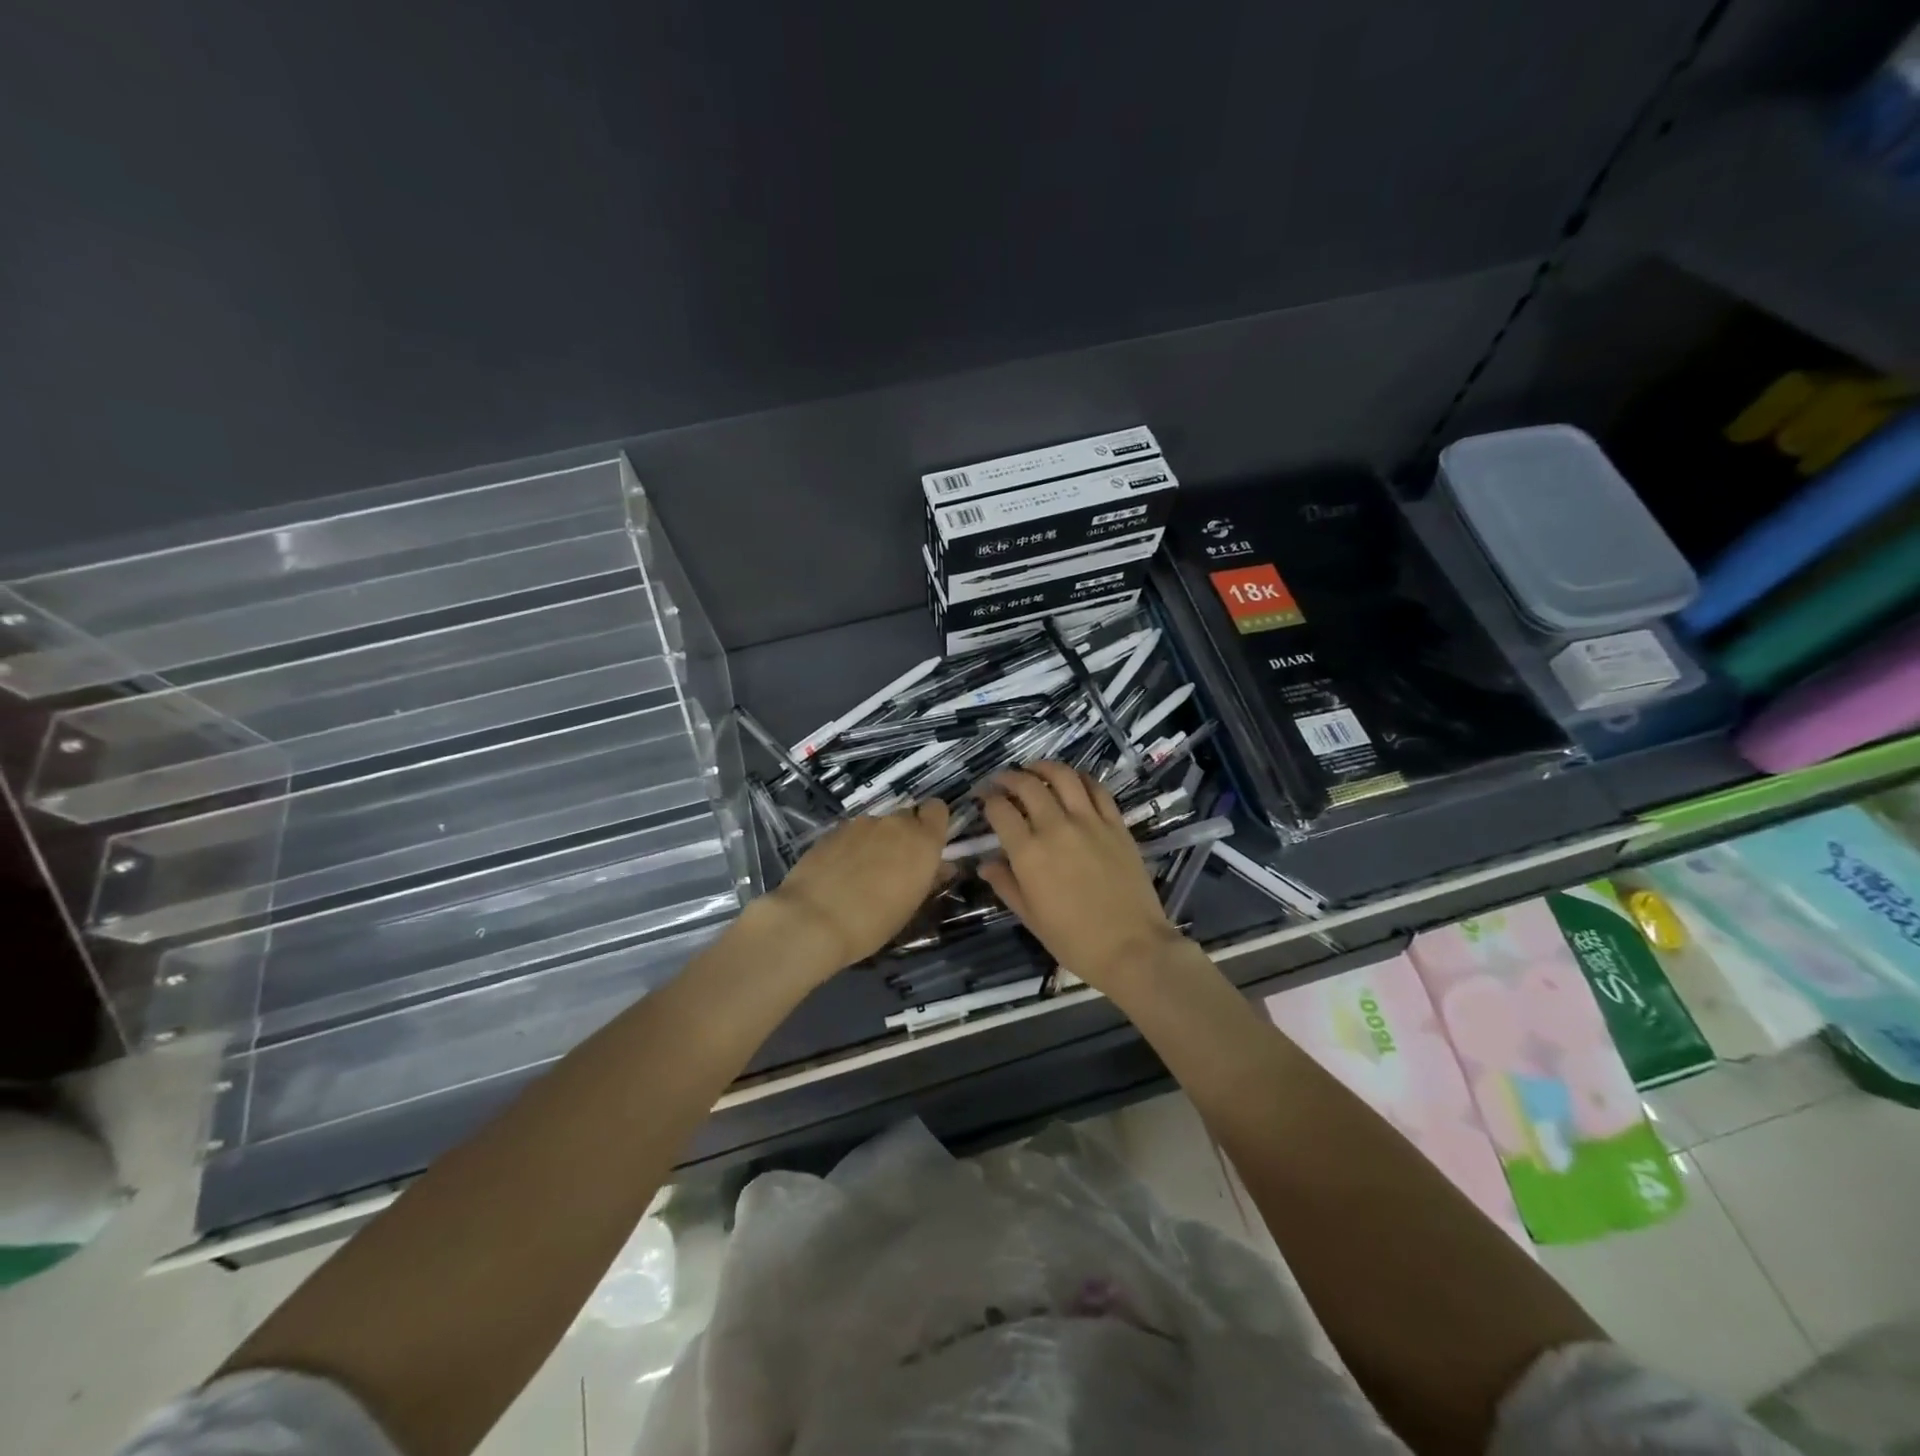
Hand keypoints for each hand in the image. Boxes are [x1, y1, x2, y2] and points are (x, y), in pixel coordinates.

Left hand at [765, 800, 950, 976]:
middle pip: (906, 817)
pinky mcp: (833, 831)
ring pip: (877, 826)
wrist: (812, 920)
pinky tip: (839, 873)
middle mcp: (894, 824)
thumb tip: (940, 867)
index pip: (937, 809)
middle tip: (895, 866)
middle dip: (904, 835)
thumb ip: (928, 879)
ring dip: (876, 842)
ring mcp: (861, 824)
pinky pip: (852, 834)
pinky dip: (852, 848)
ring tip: (862, 874)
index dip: (933, 823)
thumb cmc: (873, 922)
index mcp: (922, 841)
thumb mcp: (910, 906)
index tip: (927, 845)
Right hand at [975, 763, 1186, 992]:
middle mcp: (1056, 828)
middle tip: (1002, 781)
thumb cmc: (1074, 940)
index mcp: (1028, 853)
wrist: (1132, 948)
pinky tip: (1073, 782)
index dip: (987, 800)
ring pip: (1063, 776)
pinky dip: (1081, 779)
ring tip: (1034, 769)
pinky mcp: (1116, 824)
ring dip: (1043, 767)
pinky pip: (1097, 789)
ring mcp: (1089, 822)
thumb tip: (986, 863)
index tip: (983, 800)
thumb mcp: (1030, 917)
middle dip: (1009, 778)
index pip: (999, 810)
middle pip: (1028, 785)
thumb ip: (1006, 884)